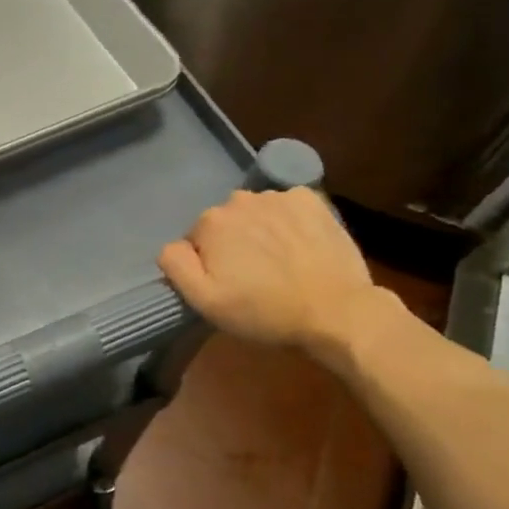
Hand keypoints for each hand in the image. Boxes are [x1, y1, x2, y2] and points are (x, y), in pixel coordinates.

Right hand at [158, 188, 387, 357]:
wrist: (336, 312)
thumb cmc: (264, 311)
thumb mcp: (205, 301)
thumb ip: (176, 265)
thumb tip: (172, 245)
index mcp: (210, 222)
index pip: (196, 240)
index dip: (208, 264)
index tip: (228, 285)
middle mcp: (239, 199)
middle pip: (225, 222)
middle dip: (233, 244)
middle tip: (254, 277)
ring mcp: (278, 196)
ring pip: (255, 213)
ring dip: (260, 231)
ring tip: (280, 263)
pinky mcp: (311, 200)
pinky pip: (286, 206)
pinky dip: (288, 221)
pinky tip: (299, 246)